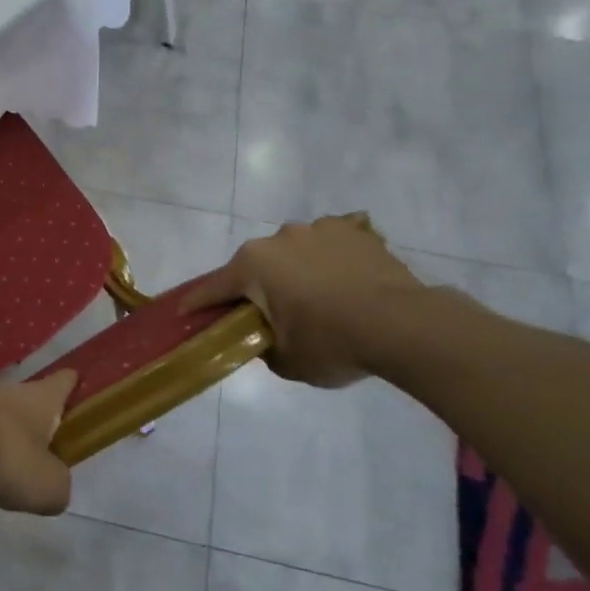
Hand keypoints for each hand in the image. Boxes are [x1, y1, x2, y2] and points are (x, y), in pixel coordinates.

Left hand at [0, 371, 78, 515]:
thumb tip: (51, 487)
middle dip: (27, 421)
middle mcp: (2, 394)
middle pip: (21, 401)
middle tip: (31, 449)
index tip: (73, 381)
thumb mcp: (47, 486)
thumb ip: (56, 486)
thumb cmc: (2, 457)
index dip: (68, 384)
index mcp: (36, 401)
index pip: (61, 384)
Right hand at [181, 213, 425, 386]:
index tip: (184, 313)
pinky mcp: (355, 231)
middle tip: (270, 313)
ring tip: (318, 297)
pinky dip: (332, 258)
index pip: (214, 288)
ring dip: (297, 269)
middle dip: (257, 286)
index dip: (198, 304)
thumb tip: (264, 337)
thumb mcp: (287, 361)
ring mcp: (320, 229)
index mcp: (253, 265)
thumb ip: (263, 346)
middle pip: (256, 265)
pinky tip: (346, 277)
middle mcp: (279, 238)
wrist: (405, 326)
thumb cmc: (332, 343)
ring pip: (295, 250)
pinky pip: (333, 242)